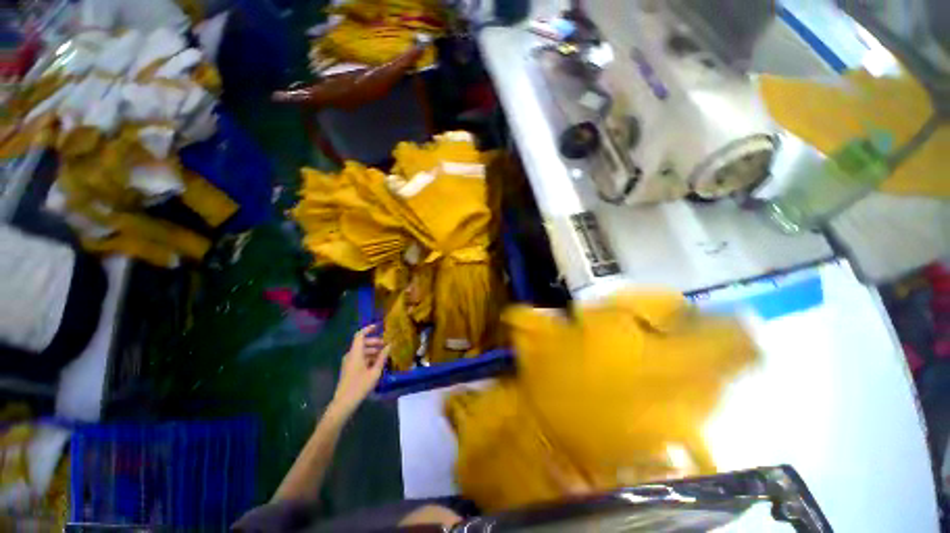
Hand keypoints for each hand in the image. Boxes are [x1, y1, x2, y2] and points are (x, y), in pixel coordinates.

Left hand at [331, 324, 389, 415]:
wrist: (344, 402)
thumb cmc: (360, 386)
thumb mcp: (375, 371)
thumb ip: (382, 357)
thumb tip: (389, 345)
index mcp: (355, 353)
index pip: (360, 335)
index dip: (369, 329)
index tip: (379, 326)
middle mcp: (350, 355)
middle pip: (362, 343)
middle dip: (375, 342)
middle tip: (386, 345)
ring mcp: (348, 362)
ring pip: (361, 351)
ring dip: (372, 350)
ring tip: (384, 355)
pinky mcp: (349, 369)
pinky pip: (359, 357)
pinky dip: (368, 357)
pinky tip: (377, 363)